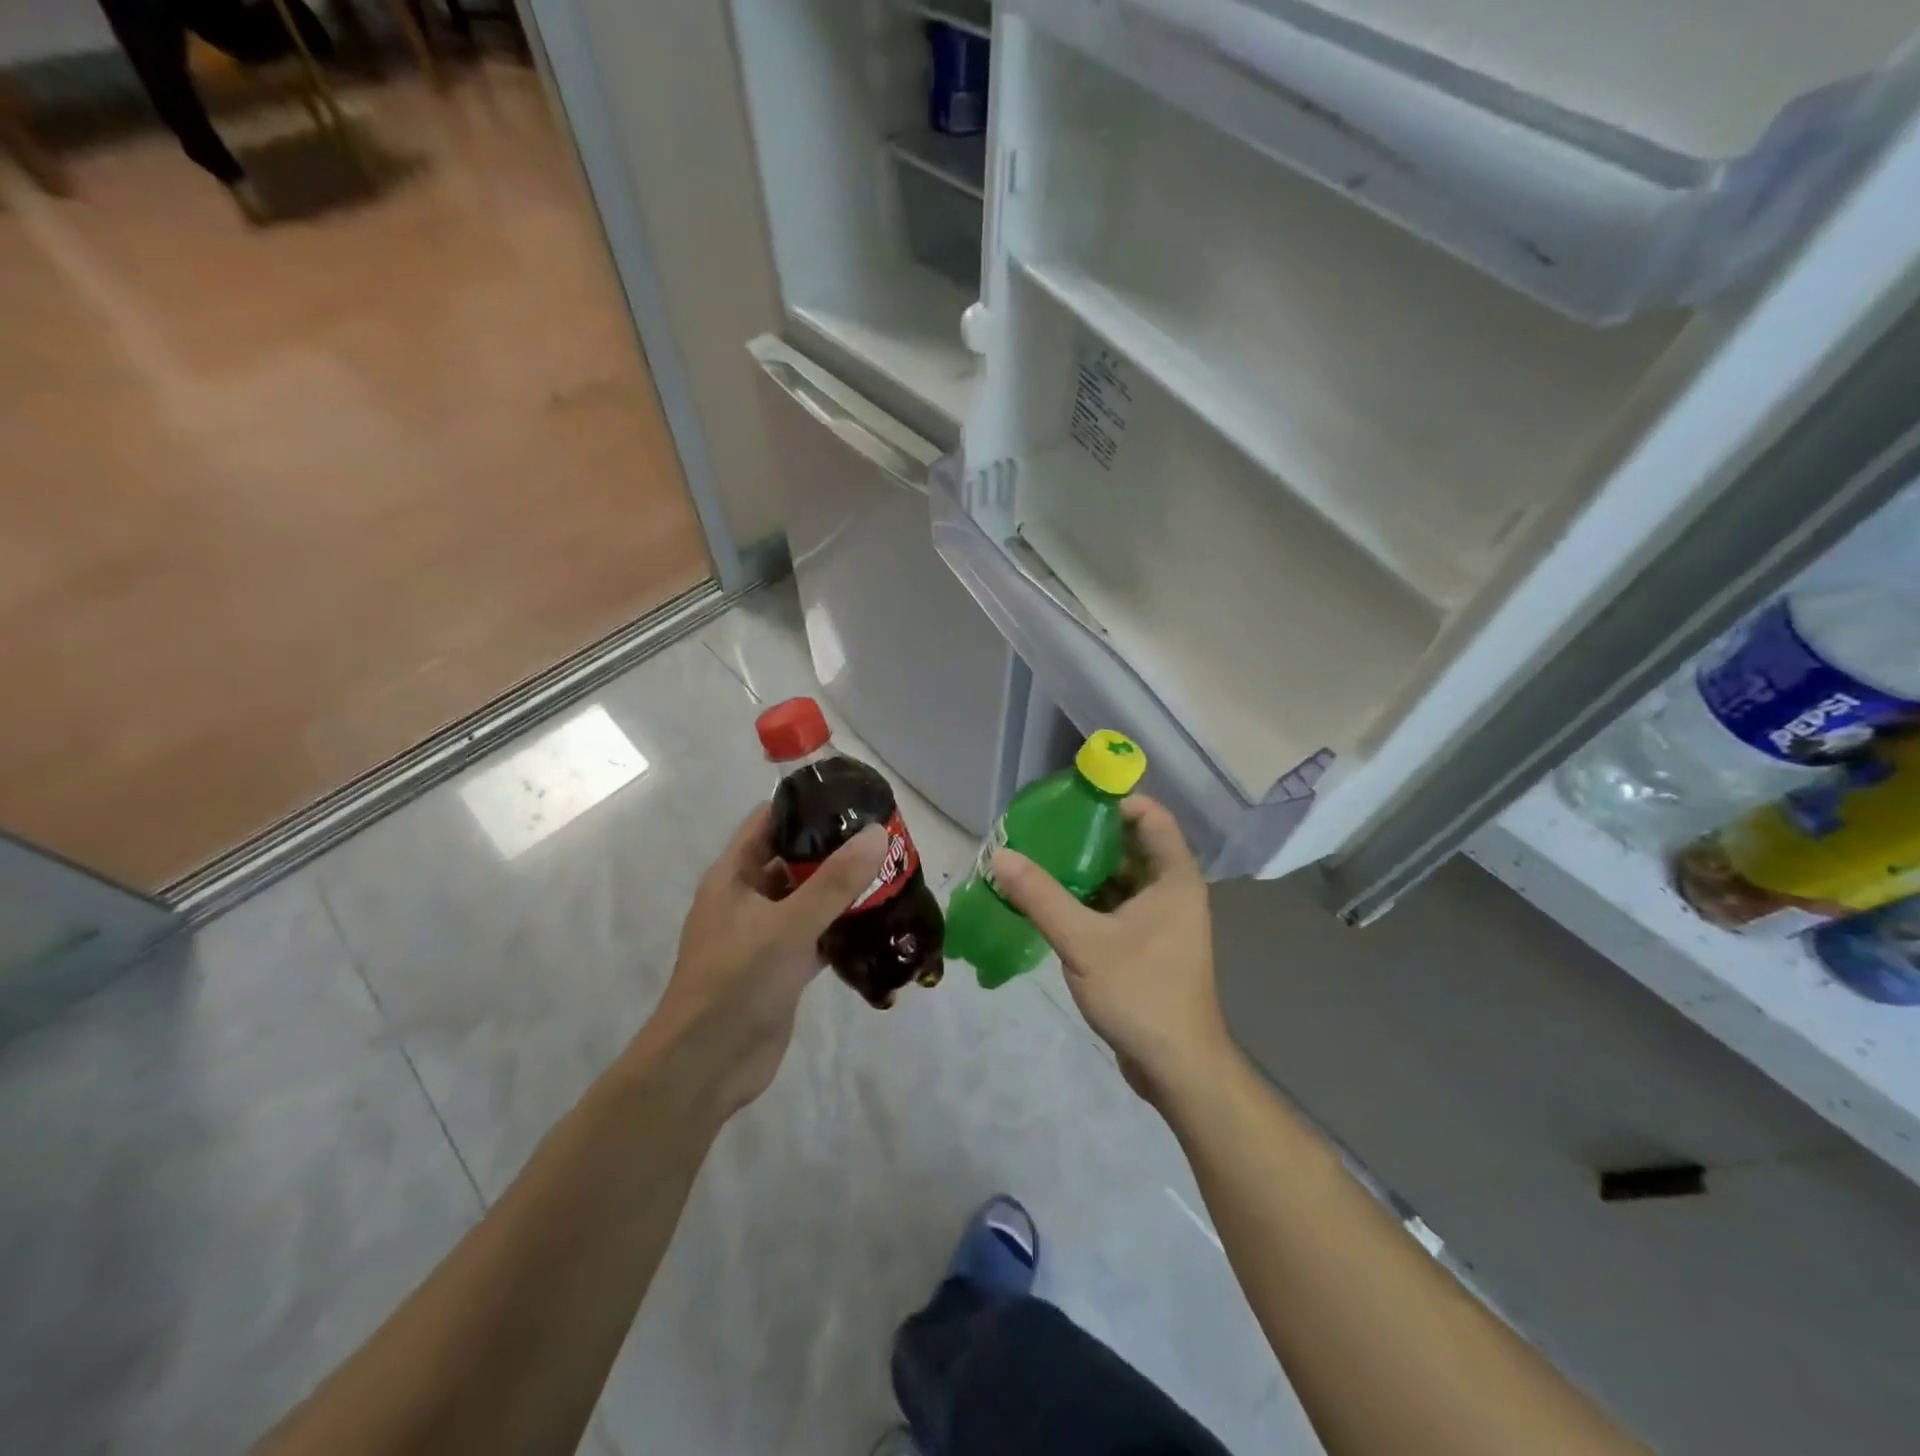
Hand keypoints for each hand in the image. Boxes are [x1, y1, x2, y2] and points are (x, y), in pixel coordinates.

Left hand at [641, 805, 885, 1116]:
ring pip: (809, 899)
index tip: (851, 796)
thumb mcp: (787, 925)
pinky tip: (881, 922)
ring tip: (892, 872)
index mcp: (734, 876)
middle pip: (794, 860)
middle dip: (835, 849)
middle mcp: (748, 899)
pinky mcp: (783, 967)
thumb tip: (877, 833)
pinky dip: (844, 928)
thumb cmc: (736, 981)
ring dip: (844, 890)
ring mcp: (765, 935)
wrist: (707, 1065)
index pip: (769, 822)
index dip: (805, 805)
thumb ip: (834, 881)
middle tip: (885, 836)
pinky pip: (818, 935)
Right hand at [990, 796, 1231, 1102]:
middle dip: (1087, 836)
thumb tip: (1000, 855)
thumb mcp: (1084, 942)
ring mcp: (1161, 921)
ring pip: (1119, 879)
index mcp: (1174, 878)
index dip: (1114, 801)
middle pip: (1130, 845)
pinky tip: (1050, 901)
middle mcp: (1172, 891)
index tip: (1070, 801)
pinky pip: (1115, 907)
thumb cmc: (1141, 994)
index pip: (1151, 816)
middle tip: (1041, 831)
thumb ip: (1041, 896)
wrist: (1178, 1068)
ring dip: (1083, 871)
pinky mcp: (1148, 946)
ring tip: (1037, 860)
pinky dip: (1087, 900)